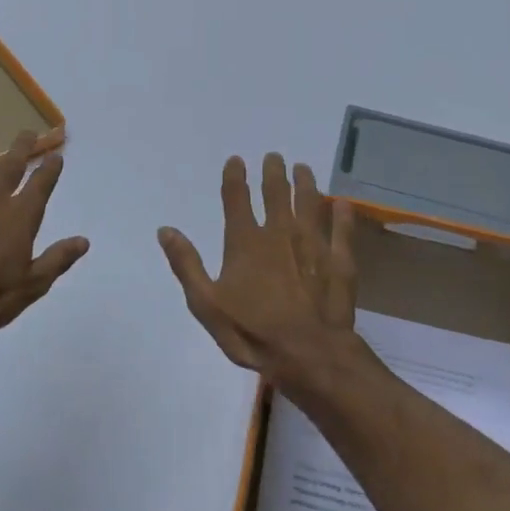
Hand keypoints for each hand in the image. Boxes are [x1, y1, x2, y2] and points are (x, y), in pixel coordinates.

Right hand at [158, 154, 368, 397]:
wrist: (308, 354)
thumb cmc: (252, 332)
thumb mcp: (206, 303)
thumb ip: (186, 264)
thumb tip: (165, 229)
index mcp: (245, 242)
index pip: (236, 198)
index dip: (235, 176)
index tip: (237, 160)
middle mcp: (280, 233)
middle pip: (276, 193)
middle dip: (273, 172)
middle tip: (274, 157)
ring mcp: (313, 244)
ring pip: (310, 203)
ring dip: (306, 183)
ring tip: (303, 169)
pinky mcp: (340, 260)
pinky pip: (342, 230)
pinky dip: (343, 214)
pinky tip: (344, 203)